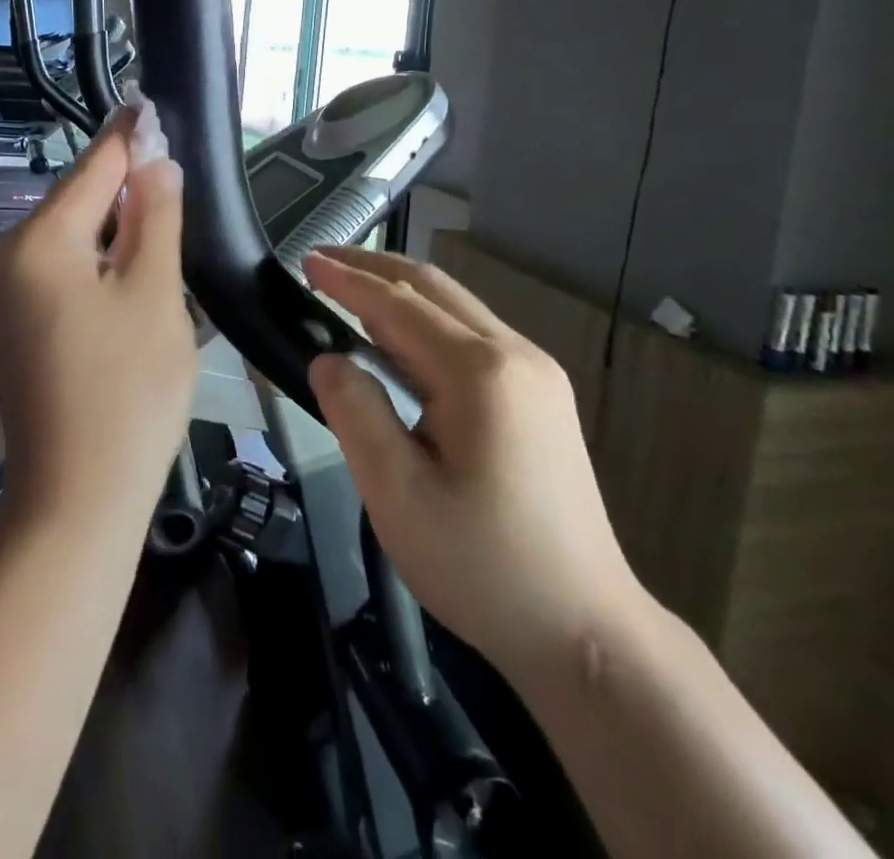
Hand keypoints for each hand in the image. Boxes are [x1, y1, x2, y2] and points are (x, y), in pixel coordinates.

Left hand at [0, 100, 197, 520]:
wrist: (77, 495)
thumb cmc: (128, 389)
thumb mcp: (154, 292)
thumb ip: (155, 216)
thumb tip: (155, 159)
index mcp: (36, 242)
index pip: (91, 169)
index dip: (127, 137)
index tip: (149, 102)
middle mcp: (3, 258)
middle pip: (73, 202)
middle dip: (121, 183)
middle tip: (166, 161)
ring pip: (65, 238)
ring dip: (110, 224)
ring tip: (156, 206)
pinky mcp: (8, 326)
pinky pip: (54, 271)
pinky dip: (91, 259)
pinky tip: (125, 262)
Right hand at [304, 247, 644, 679]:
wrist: (587, 632)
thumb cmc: (483, 566)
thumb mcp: (397, 495)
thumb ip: (355, 413)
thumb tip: (328, 359)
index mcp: (480, 373)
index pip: (398, 305)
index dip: (347, 280)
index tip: (306, 261)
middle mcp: (515, 356)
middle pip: (434, 288)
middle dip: (374, 268)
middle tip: (322, 263)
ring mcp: (536, 374)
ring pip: (456, 309)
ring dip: (399, 293)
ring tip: (348, 294)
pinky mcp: (542, 396)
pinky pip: (472, 336)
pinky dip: (425, 322)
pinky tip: (398, 341)